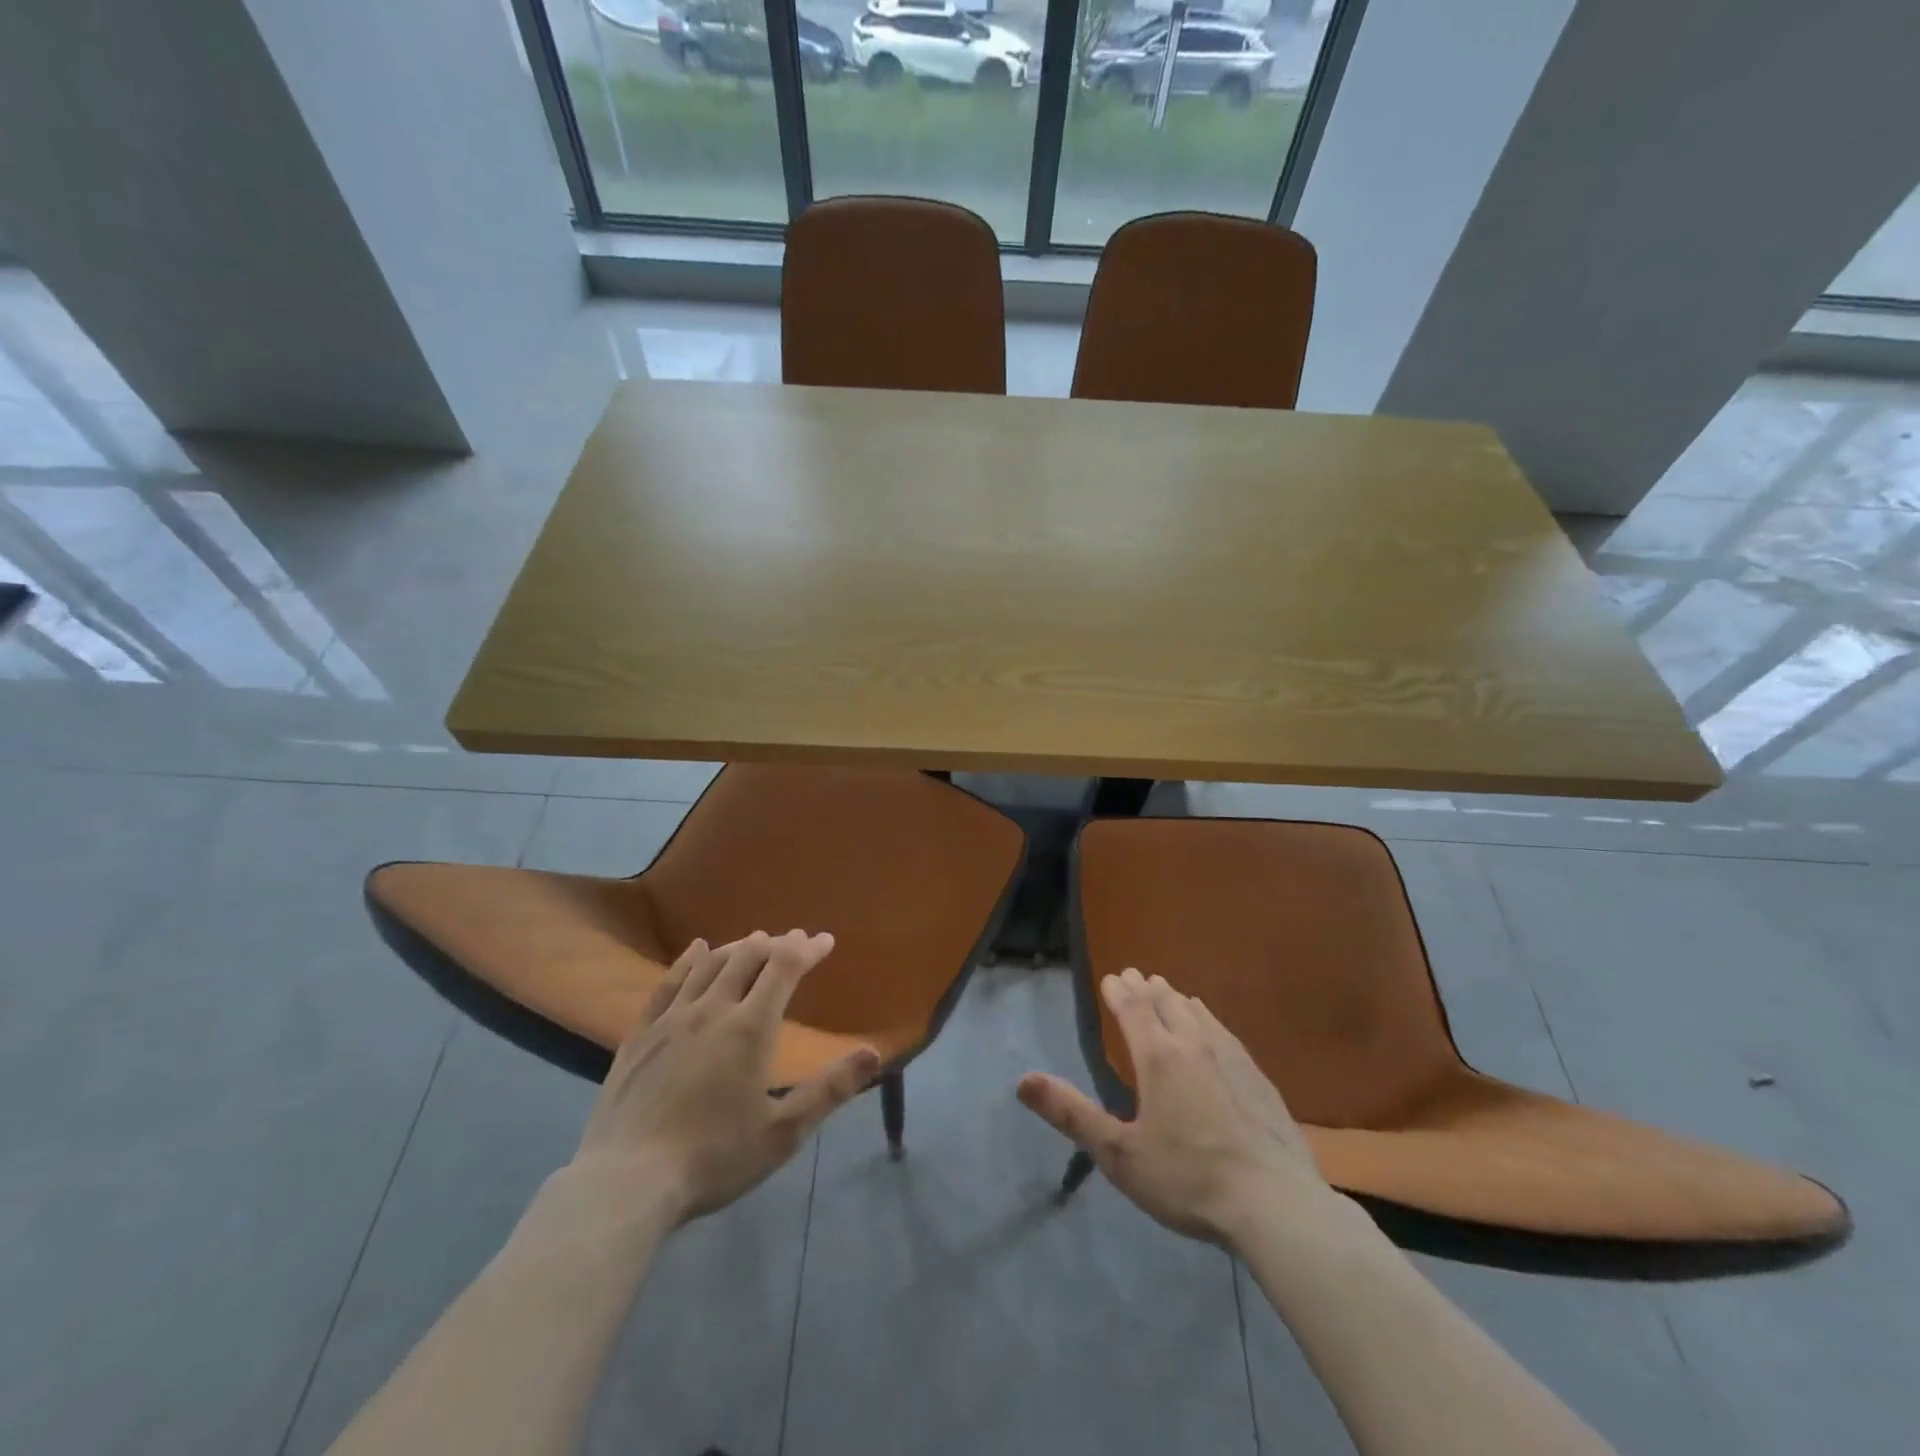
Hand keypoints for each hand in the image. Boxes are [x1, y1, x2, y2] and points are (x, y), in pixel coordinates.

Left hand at [572, 930, 881, 1222]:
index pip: (784, 968)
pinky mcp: (641, 1034)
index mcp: (750, 1027)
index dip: (807, 949)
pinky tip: (696, 950)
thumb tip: (875, 1053)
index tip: (825, 940)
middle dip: (776, 944)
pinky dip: (688, 960)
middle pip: (747, 958)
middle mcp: (712, 1009)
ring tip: (755, 942)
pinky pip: (668, 982)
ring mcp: (672, 1018)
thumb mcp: (783, 1132)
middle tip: (794, 940)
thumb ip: (830, 1090)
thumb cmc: (713, 1158)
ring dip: (737, 947)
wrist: (626, 1183)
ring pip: (710, 964)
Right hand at [1017, 968, 1335, 1246]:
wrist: (1275, 1204)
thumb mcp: (1119, 1154)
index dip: (1119, 991)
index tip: (1110, 978)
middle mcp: (1195, 1044)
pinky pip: (1224, 1032)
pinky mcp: (1258, 1078)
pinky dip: (1207, 1019)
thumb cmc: (1187, 1179)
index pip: (1134, 1008)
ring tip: (1168, 993)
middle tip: (1135, 976)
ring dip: (1177, 998)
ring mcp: (1232, 1057)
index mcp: (1158, 1056)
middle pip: (1166, 1001)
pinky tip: (1213, 1030)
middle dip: (1146, 987)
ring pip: (1198, 1013)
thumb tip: (1022, 1081)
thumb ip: (1071, 1114)